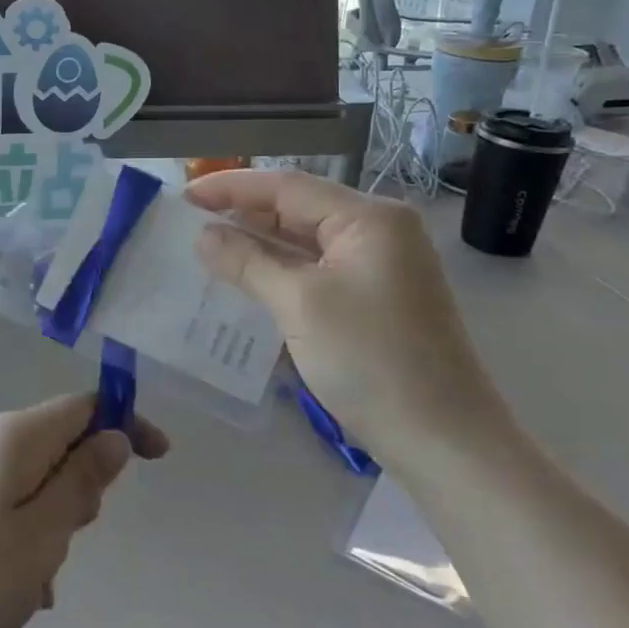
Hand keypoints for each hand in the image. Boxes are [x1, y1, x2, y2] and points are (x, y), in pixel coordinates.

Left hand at [0, 394, 167, 627]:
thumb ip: (82, 481)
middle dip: (80, 487)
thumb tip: (113, 437)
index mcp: (11, 435)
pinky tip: (7, 590)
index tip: (159, 459)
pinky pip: (1, 503)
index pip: (83, 405)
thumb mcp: (42, 537)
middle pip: (56, 442)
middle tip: (67, 544)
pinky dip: (19, 535)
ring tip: (32, 583)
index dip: (125, 423)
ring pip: (30, 479)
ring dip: (49, 522)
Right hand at [186, 170, 509, 470]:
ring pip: (306, 241)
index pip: (287, 186)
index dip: (231, 187)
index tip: (184, 196)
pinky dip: (280, 271)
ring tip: (208, 248)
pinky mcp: (375, 297)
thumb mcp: (299, 304)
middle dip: (244, 214)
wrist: (444, 441)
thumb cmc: (371, 361)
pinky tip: (247, 279)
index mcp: (369, 218)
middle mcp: (379, 231)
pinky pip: (317, 269)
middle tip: (189, 223)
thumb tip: (203, 236)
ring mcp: (380, 265)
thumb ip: (248, 261)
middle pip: (298, 208)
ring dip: (259, 244)